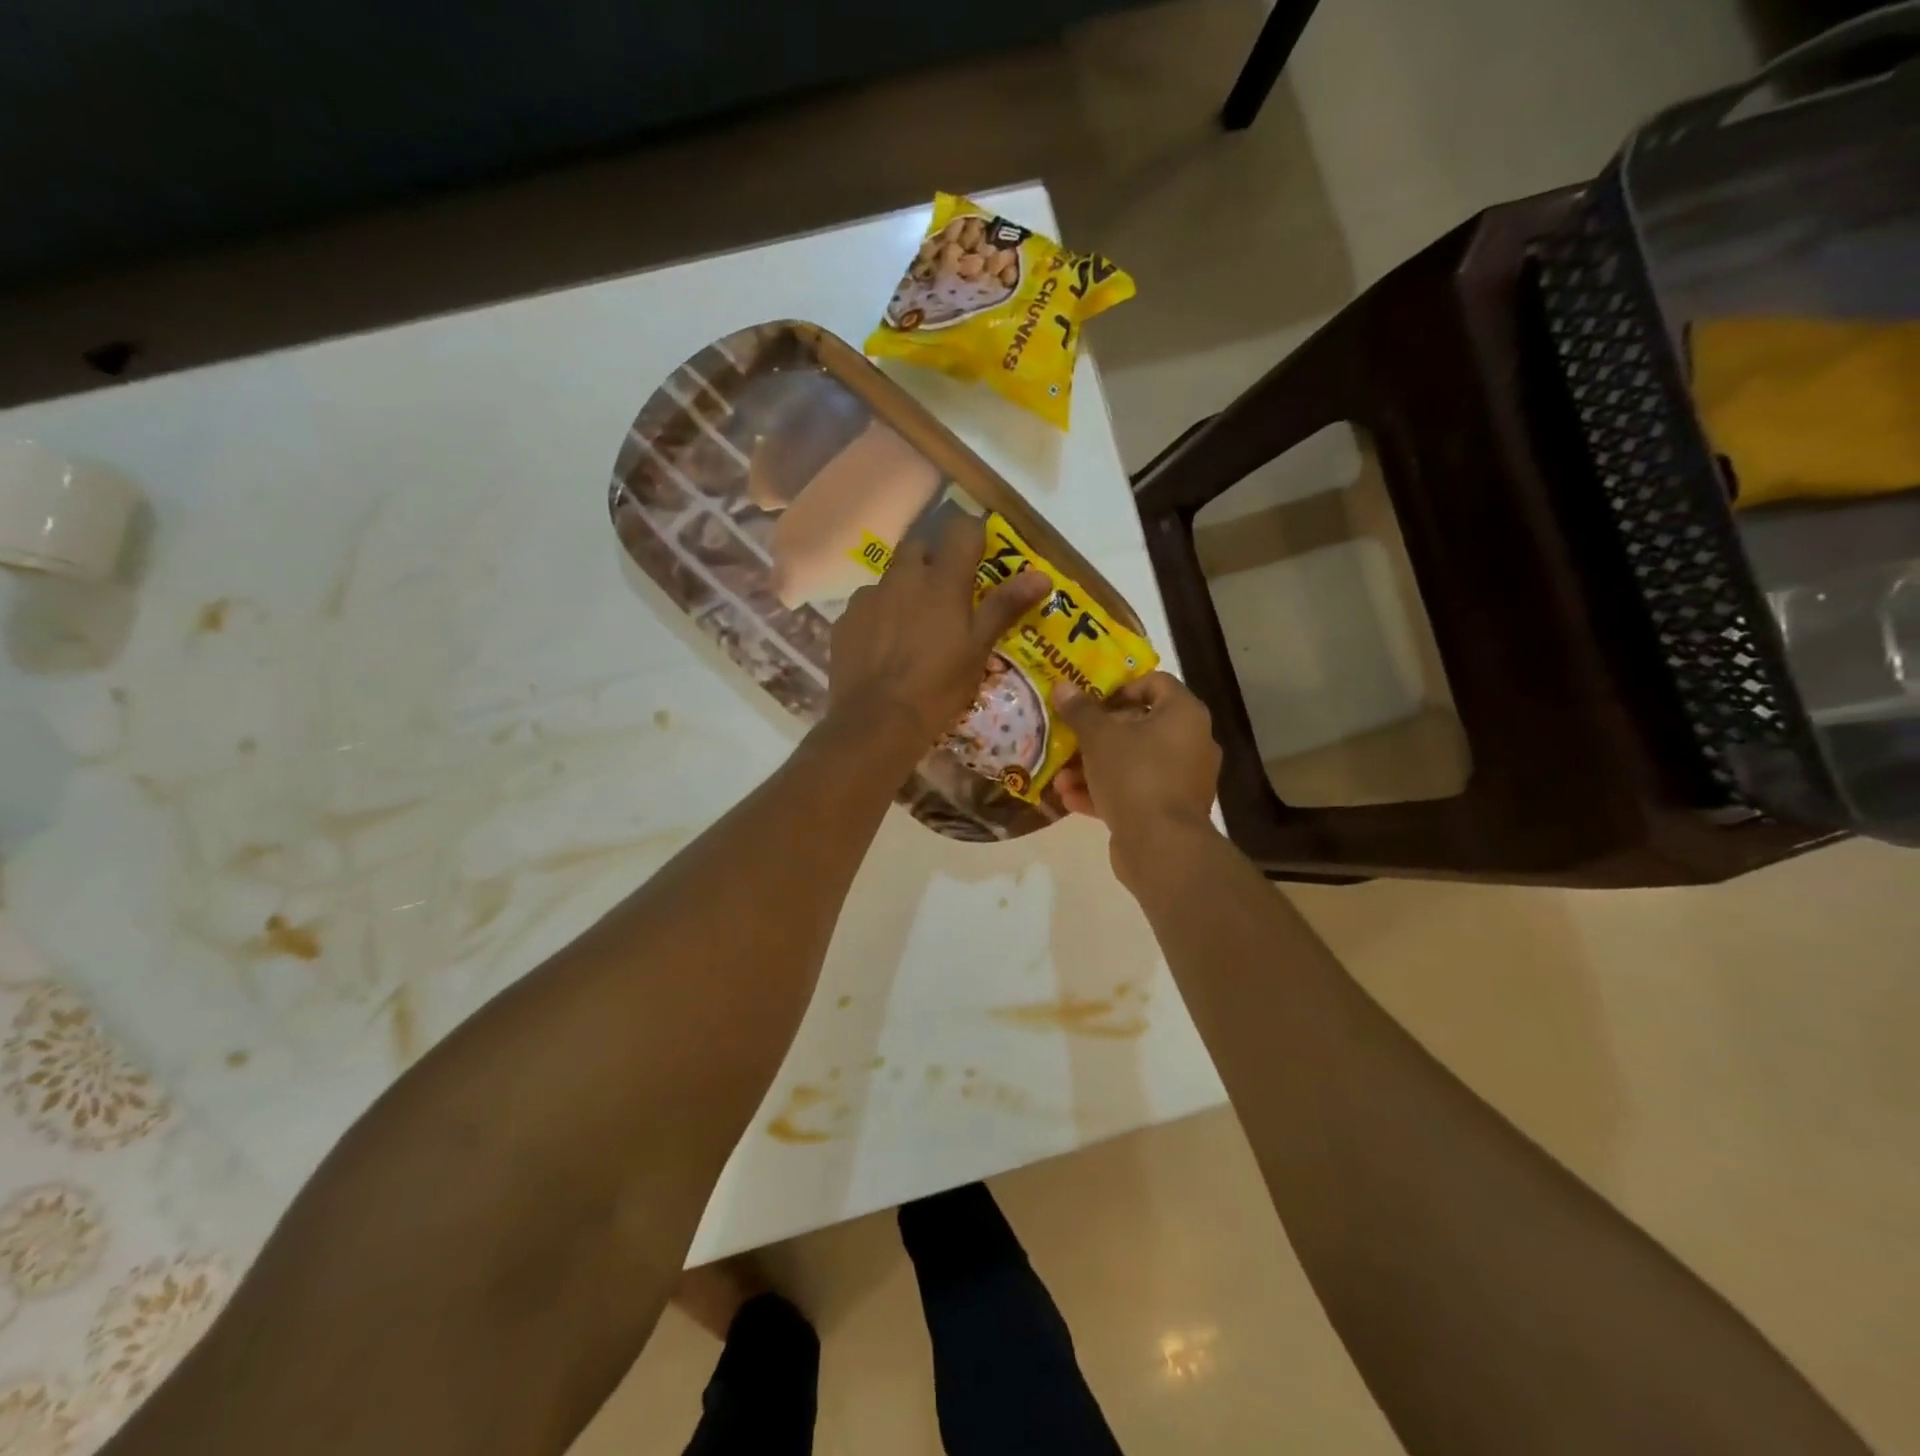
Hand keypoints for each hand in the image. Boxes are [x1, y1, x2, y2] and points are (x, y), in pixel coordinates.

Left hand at [826, 513, 1049, 757]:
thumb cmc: (938, 687)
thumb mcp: (978, 650)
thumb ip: (1004, 607)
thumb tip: (1041, 575)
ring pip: (890, 577)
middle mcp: (902, 577)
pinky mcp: (845, 620)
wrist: (876, 721)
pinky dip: (879, 615)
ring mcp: (869, 597)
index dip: (972, 536)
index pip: (960, 530)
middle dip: (933, 559)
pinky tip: (884, 645)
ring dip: (904, 589)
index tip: (979, 555)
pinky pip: (867, 604)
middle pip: (919, 546)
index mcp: (942, 581)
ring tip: (912, 625)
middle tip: (946, 593)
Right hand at [1051, 672, 1221, 884]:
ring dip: (1094, 767)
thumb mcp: (1099, 737)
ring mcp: (1182, 779)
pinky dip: (1105, 792)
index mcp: (1183, 714)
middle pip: (1139, 726)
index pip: (1154, 682)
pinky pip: (1134, 791)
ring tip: (1060, 778)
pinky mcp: (1169, 810)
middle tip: (1068, 738)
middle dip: (1096, 735)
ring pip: (1132, 762)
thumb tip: (1063, 686)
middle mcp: (1191, 742)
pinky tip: (1070, 800)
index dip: (1119, 687)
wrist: (1161, 846)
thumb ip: (1080, 710)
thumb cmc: (1134, 775)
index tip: (1089, 701)